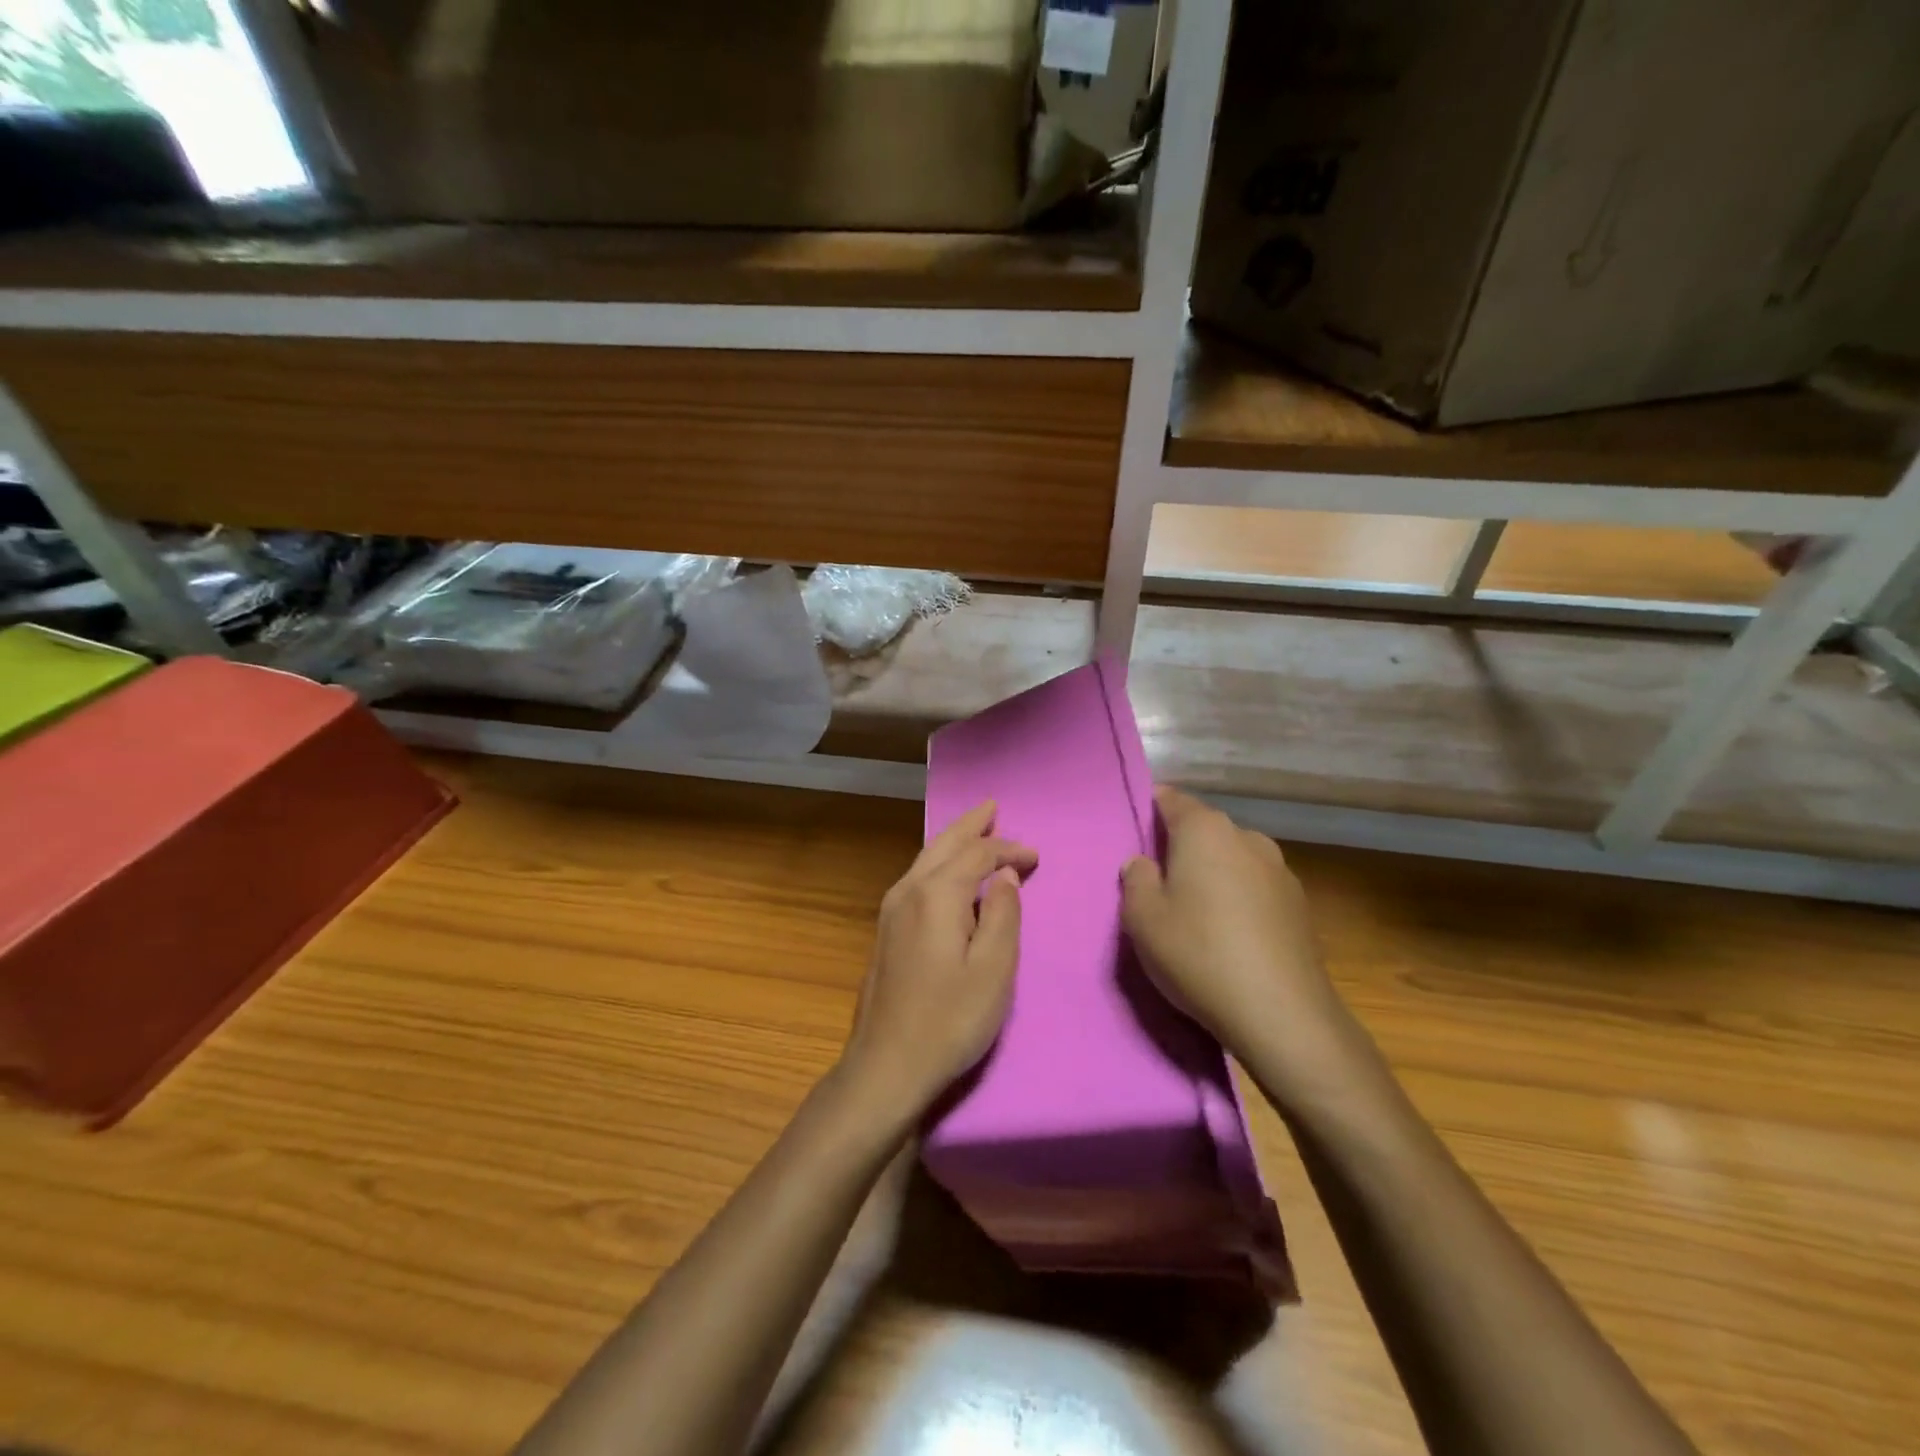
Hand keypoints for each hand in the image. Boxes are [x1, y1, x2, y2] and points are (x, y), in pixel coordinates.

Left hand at [841, 801, 1036, 1114]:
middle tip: (992, 806)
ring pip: (926, 858)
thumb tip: (1005, 876)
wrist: (886, 1064)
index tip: (1035, 857)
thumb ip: (1002, 914)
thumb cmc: (950, 1020)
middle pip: (944, 844)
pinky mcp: (885, 929)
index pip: (977, 855)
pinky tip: (947, 871)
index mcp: (936, 894)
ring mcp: (890, 909)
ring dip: (952, 840)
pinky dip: (939, 862)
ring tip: (974, 828)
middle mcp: (908, 890)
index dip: (1009, 850)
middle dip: (971, 825)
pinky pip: (917, 877)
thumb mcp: (993, 969)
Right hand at [1122, 787, 1362, 1087]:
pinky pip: (1255, 887)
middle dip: (1181, 847)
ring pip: (1232, 858)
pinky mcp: (1299, 904)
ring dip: (1213, 874)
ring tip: (1196, 912)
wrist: (1281, 1013)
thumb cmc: (1198, 953)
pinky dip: (1239, 898)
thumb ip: (1136, 879)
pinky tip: (1230, 935)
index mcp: (1205, 830)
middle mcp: (1246, 837)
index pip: (1171, 799)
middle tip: (1158, 881)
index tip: (1135, 832)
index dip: (1150, 809)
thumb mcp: (1142, 918)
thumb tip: (1143, 862)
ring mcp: (1279, 870)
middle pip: (1204, 829)